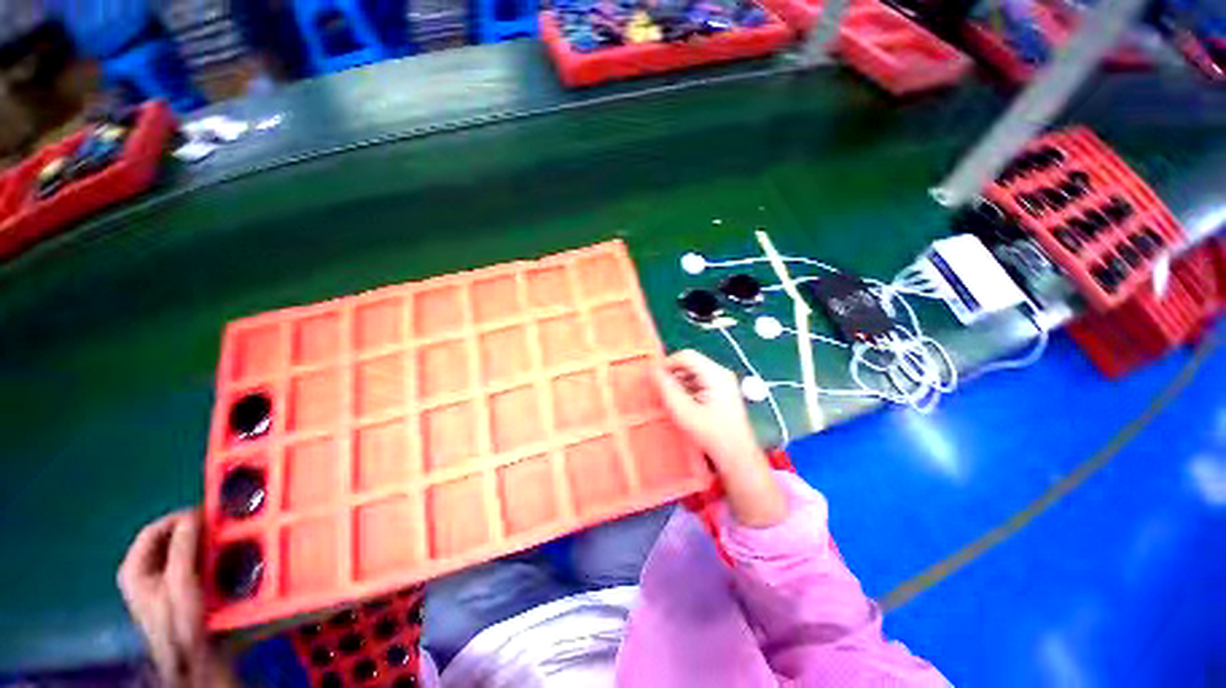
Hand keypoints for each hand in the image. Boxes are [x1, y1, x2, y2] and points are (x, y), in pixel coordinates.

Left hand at [117, 509, 236, 687]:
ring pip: (183, 552)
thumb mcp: (181, 582)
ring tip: (224, 541)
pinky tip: (222, 560)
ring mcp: (160, 584)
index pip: (154, 529)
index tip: (208, 513)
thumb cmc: (181, 621)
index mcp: (134, 569)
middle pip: (170, 540)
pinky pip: (193, 564)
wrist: (196, 658)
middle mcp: (143, 574)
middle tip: (219, 527)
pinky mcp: (179, 591)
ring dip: (204, 545)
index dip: (180, 518)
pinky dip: (208, 558)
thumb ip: (184, 547)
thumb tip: (194, 515)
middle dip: (195, 532)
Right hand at [655, 350, 786, 527]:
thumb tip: (653, 371)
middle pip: (690, 363)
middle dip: (673, 375)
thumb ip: (667, 389)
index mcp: (715, 374)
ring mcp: (723, 382)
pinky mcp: (722, 391)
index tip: (655, 379)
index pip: (686, 356)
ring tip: (671, 400)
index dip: (668, 364)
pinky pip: (700, 381)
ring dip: (679, 383)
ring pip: (694, 372)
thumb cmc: (710, 434)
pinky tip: (683, 404)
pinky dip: (688, 389)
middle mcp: (721, 373)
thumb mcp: (683, 411)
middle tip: (661, 392)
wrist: (736, 455)